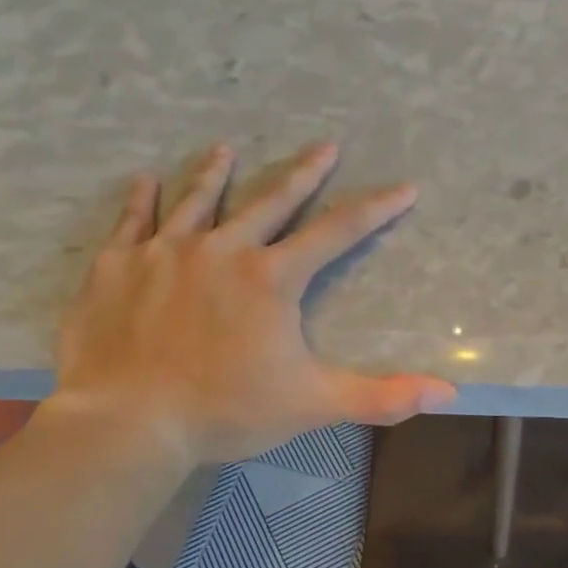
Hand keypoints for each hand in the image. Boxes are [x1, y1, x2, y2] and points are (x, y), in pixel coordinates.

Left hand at [41, 142, 456, 464]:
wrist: (129, 421)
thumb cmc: (227, 410)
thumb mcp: (314, 404)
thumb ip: (382, 396)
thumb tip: (450, 393)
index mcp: (271, 278)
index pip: (337, 233)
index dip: (375, 209)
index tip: (403, 187)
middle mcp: (221, 250)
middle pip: (271, 201)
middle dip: (303, 173)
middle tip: (325, 146)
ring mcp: (164, 253)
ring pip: (197, 200)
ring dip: (215, 173)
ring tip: (226, 148)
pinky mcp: (117, 268)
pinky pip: (132, 223)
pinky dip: (140, 201)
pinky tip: (143, 180)